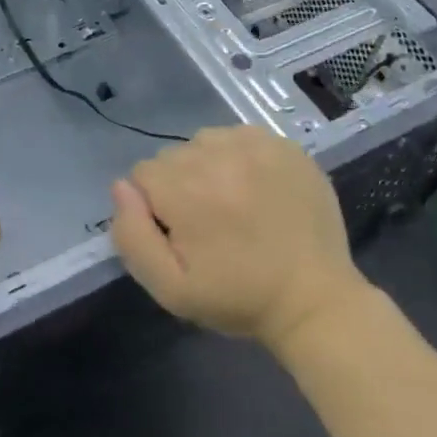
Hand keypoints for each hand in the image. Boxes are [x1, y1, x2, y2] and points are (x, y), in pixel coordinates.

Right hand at [109, 125, 360, 348]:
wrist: (315, 300)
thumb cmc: (238, 298)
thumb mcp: (170, 288)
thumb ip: (132, 236)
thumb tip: (121, 188)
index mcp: (186, 190)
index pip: (141, 176)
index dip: (154, 208)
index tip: (181, 235)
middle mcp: (218, 156)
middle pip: (172, 157)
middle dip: (179, 186)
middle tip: (209, 224)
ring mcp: (256, 145)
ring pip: (204, 142)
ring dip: (208, 167)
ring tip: (232, 204)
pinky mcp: (285, 145)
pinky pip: (241, 136)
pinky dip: (239, 157)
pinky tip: (256, 188)